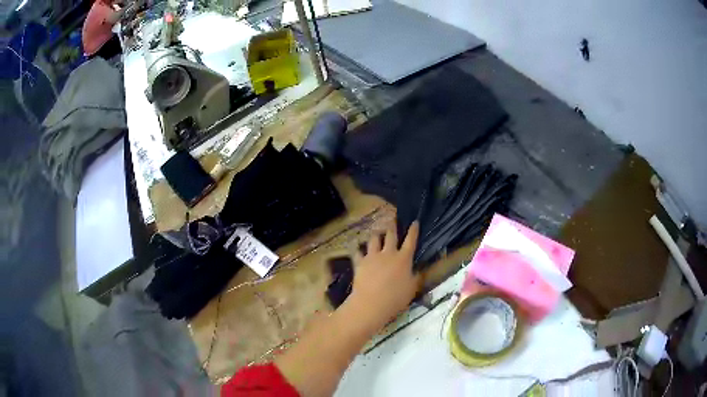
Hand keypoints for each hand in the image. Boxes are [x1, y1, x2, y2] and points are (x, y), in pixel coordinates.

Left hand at [346, 221, 421, 331]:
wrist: (372, 303)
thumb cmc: (396, 298)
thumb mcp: (412, 289)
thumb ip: (416, 278)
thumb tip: (419, 271)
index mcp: (404, 259)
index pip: (411, 241)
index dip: (413, 230)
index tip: (414, 222)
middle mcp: (388, 253)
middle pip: (391, 235)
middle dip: (392, 226)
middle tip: (392, 219)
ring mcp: (373, 256)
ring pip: (374, 240)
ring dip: (376, 235)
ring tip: (376, 232)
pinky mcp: (360, 262)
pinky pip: (357, 252)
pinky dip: (357, 248)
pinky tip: (355, 245)